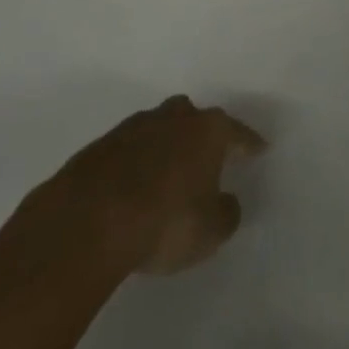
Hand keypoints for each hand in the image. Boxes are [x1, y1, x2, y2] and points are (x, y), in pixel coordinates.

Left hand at [47, 95, 267, 275]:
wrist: (89, 220)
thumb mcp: (210, 230)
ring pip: (159, 128)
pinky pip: (128, 150)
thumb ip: (226, 213)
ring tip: (166, 173)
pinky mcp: (100, 146)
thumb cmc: (165, 221)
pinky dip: (135, 163)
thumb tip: (226, 202)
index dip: (250, 143)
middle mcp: (174, 118)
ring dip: (165, 146)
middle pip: (194, 118)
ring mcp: (134, 127)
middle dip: (201, 134)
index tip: (260, 148)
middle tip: (206, 156)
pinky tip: (132, 186)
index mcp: (208, 130)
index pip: (238, 132)